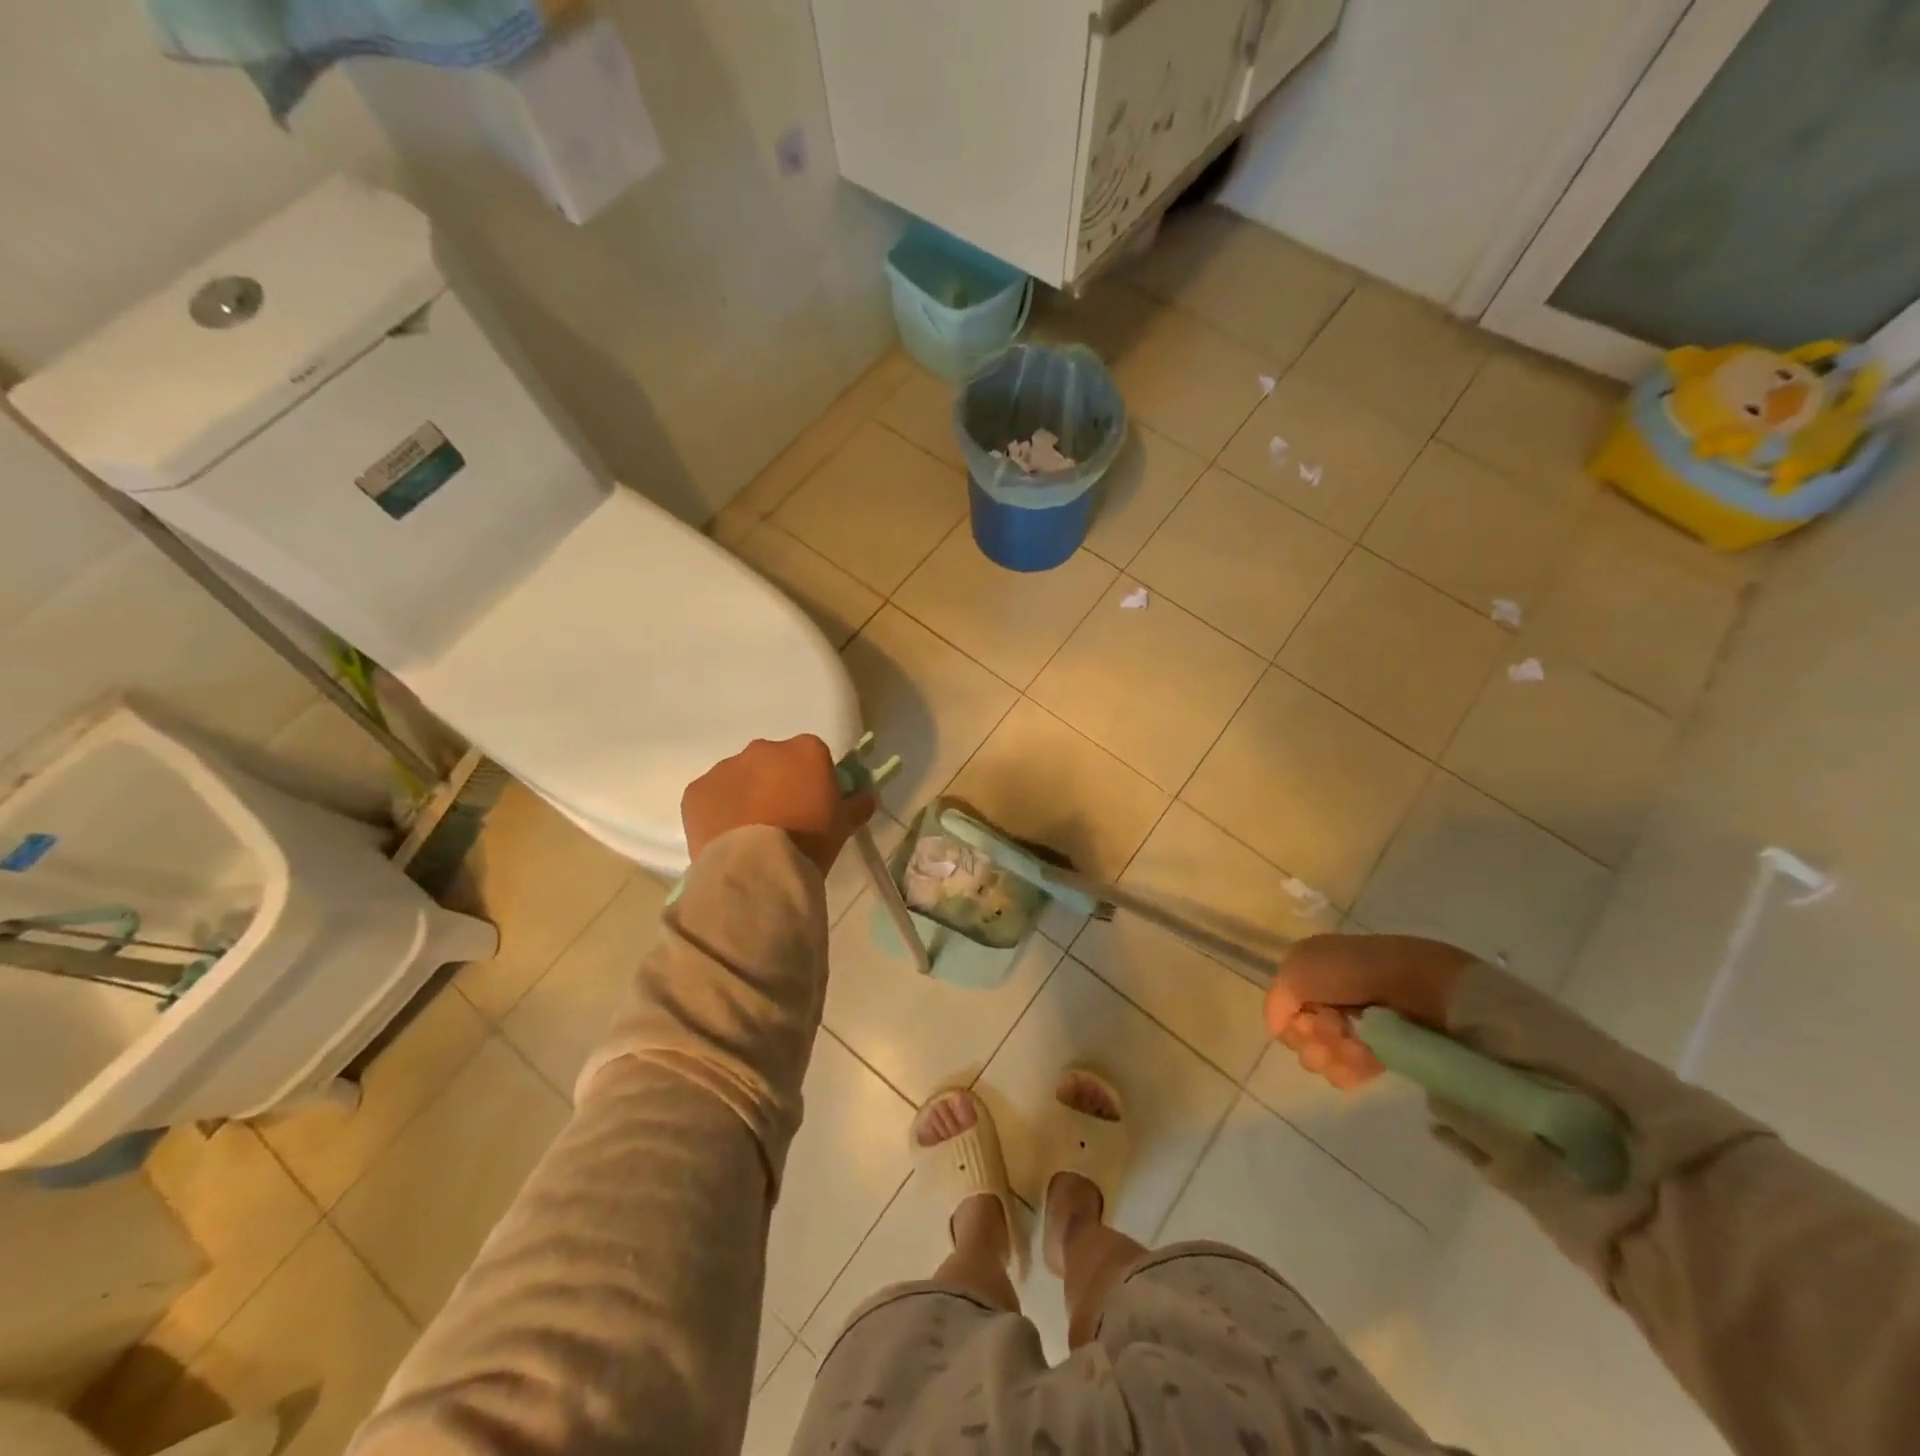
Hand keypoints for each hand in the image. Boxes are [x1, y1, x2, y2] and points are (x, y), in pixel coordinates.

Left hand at [681, 735, 875, 876]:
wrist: (758, 869)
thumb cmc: (809, 841)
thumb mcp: (844, 826)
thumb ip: (858, 805)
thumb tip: (869, 796)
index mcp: (805, 750)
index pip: (813, 756)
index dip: (813, 779)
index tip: (813, 804)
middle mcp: (764, 749)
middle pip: (773, 762)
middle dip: (776, 783)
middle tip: (782, 819)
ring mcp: (726, 767)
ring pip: (740, 777)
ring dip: (746, 796)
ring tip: (751, 834)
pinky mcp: (696, 790)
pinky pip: (711, 796)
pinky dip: (718, 811)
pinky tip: (726, 838)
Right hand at [1263, 934, 1472, 1089]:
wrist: (1425, 992)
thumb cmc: (1357, 973)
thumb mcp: (1300, 969)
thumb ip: (1277, 999)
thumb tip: (1277, 1029)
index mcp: (1310, 970)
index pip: (1282, 1005)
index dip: (1289, 1016)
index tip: (1305, 1018)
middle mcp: (1329, 995)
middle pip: (1300, 1032)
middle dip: (1312, 1037)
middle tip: (1335, 1030)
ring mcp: (1355, 1025)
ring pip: (1322, 1054)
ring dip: (1332, 1054)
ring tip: (1356, 1048)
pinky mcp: (1380, 1050)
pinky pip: (1348, 1070)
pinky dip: (1351, 1069)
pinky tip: (1364, 1063)